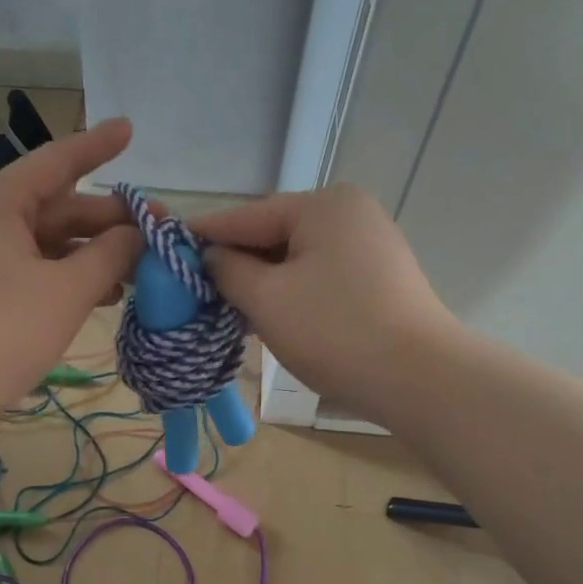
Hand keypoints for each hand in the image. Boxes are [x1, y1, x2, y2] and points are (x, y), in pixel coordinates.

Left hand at [0, 119, 141, 424]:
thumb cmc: (1, 332)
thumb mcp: (66, 291)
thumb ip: (110, 256)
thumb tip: (141, 233)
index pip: (55, 162)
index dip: (96, 145)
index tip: (130, 129)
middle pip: (58, 208)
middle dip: (109, 218)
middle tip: (159, 229)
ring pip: (49, 244)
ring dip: (94, 253)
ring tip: (140, 268)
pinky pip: (36, 272)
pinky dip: (70, 278)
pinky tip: (104, 295)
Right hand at [192, 185, 452, 421]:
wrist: (417, 378)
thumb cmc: (333, 331)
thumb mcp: (267, 299)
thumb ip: (228, 270)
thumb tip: (210, 257)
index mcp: (323, 205)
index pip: (246, 216)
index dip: (203, 235)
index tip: (164, 247)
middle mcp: (350, 214)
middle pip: (273, 235)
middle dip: (234, 264)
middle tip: (192, 289)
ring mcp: (369, 246)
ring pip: (296, 260)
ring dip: (260, 284)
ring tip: (223, 309)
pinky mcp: (378, 279)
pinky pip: (318, 278)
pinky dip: (290, 294)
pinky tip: (265, 317)